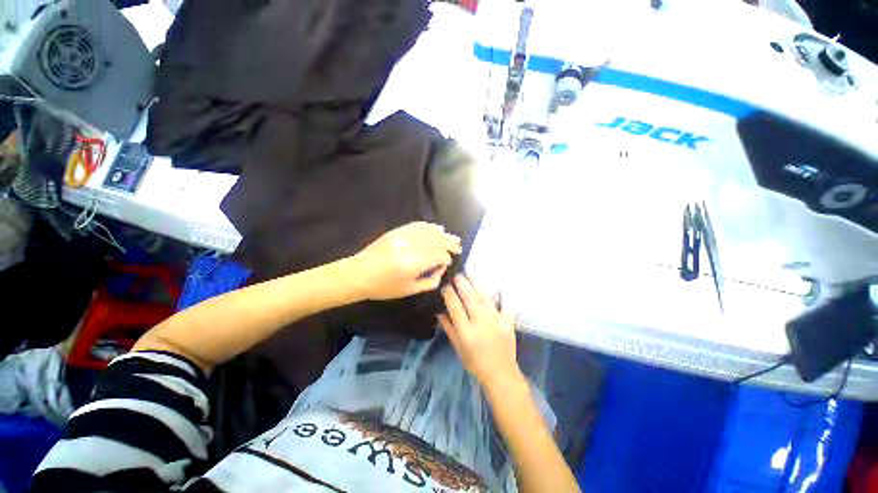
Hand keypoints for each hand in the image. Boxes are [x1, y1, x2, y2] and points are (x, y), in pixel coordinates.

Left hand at [349, 222, 461, 300]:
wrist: (358, 274)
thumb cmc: (383, 287)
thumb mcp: (409, 290)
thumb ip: (430, 281)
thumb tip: (441, 269)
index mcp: (413, 264)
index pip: (438, 256)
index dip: (446, 258)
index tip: (449, 262)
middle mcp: (410, 247)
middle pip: (436, 241)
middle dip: (449, 243)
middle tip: (458, 245)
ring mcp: (402, 237)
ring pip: (428, 231)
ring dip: (441, 233)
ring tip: (451, 236)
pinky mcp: (396, 232)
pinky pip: (416, 226)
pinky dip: (428, 226)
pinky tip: (435, 228)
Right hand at [439, 274, 521, 388]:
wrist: (500, 373)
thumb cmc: (475, 362)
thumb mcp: (458, 347)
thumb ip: (449, 328)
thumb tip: (439, 311)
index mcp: (466, 331)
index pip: (455, 306)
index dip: (449, 294)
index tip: (445, 285)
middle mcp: (481, 322)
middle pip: (470, 297)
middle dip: (462, 283)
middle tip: (457, 274)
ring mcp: (496, 320)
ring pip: (485, 297)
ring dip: (476, 284)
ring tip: (470, 274)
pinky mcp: (508, 321)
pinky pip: (504, 304)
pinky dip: (500, 295)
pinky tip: (496, 288)